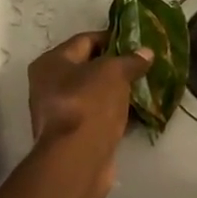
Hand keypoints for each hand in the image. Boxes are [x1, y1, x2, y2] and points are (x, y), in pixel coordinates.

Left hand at [28, 31, 150, 197]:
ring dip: (119, 91)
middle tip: (145, 65)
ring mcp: (61, 113)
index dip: (112, 38)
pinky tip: (139, 112)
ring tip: (146, 86)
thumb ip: (130, 60)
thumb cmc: (88, 105)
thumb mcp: (113, 73)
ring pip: (96, 94)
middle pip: (89, 68)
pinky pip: (100, 116)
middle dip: (117, 66)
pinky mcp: (75, 135)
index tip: (138, 42)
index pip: (85, 40)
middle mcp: (49, 86)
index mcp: (51, 63)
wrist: (78, 159)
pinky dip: (117, 112)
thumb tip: (146, 52)